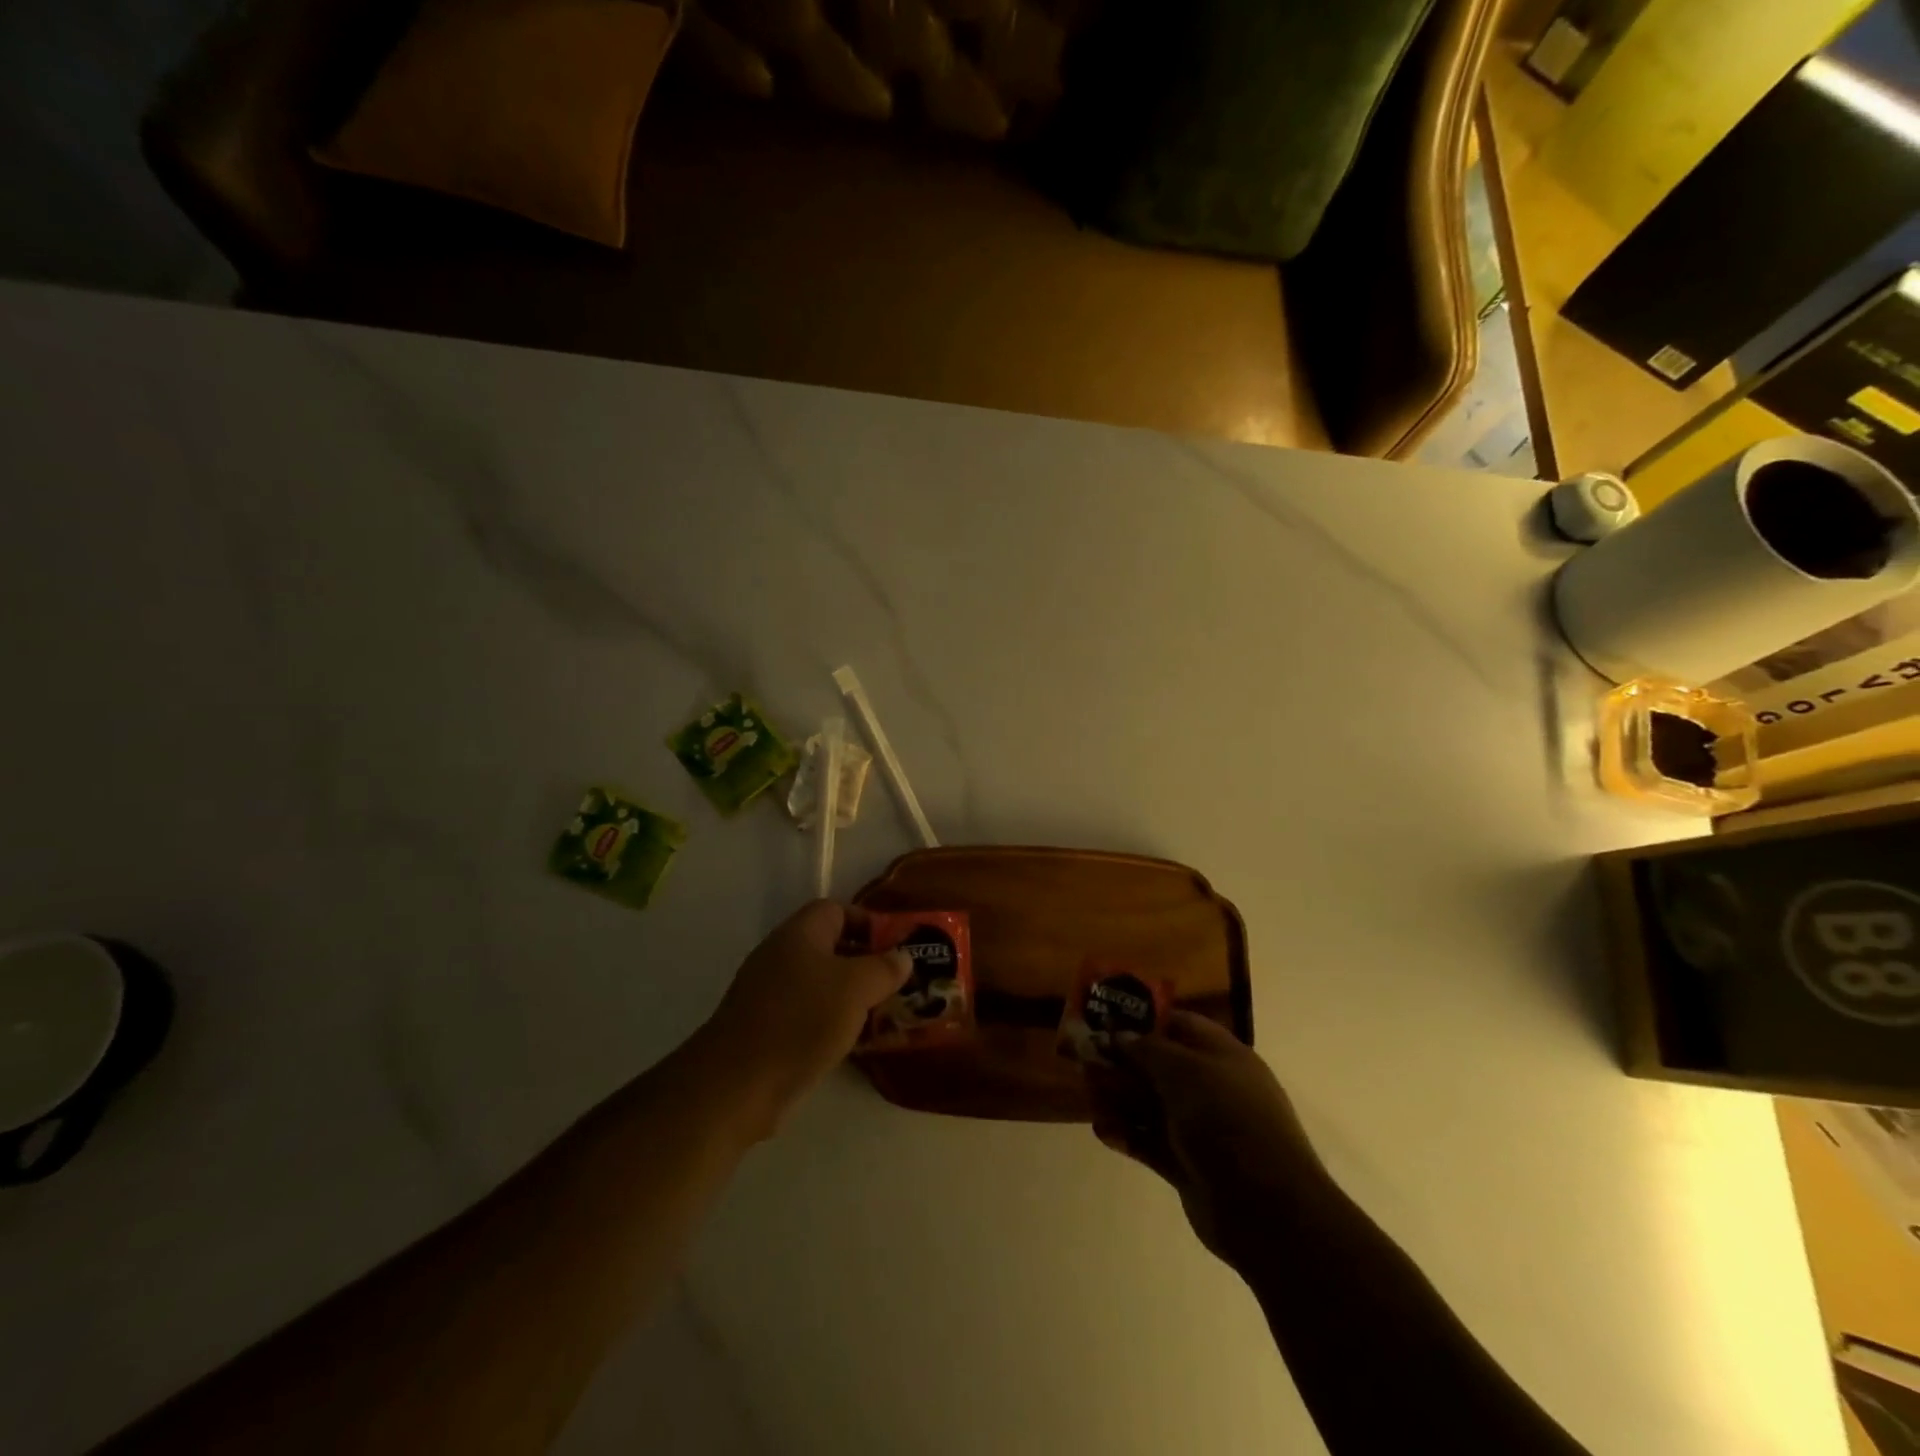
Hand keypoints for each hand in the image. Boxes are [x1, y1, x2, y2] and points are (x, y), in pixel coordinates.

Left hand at [698, 900, 909, 1136]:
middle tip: (899, 983)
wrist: (737, 1085)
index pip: (837, 910)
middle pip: (831, 948)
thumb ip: (884, 968)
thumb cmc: (801, 1021)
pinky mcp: (767, 1030)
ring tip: (886, 1014)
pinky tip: (856, 1043)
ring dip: (853, 997)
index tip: (896, 947)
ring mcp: (771, 995)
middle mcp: (782, 956)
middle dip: (866, 963)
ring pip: (822, 985)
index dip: (868, 922)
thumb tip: (903, 956)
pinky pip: (809, 1015)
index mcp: (800, 934)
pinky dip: (833, 1023)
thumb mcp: (856, 987)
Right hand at [1087, 1011, 1328, 1260]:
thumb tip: (1117, 1035)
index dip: (1144, 1018)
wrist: (1266, 1209)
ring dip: (1119, 1099)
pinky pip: (1150, 1142)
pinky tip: (1102, 1131)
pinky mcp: (1188, 1166)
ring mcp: (1200, 1129)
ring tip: (1088, 1096)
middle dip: (1123, 1061)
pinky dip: (1127, 1135)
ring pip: (1151, 1105)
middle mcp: (1212, 1088)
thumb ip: (1145, 1049)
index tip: (1106, 1018)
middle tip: (1084, 1057)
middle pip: (1160, 1065)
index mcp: (1222, 1055)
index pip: (1179, 1024)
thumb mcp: (1184, 1070)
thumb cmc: (1227, 1119)